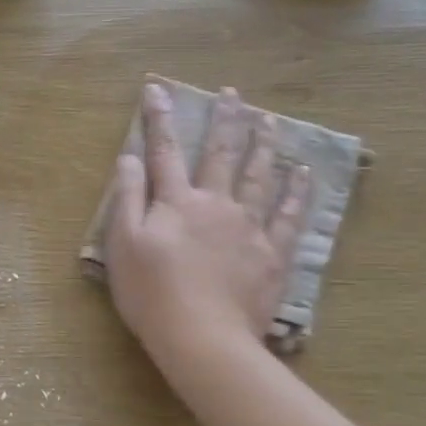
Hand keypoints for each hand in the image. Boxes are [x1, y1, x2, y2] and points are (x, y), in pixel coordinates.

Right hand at [106, 82, 309, 368]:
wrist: (202, 337)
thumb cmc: (151, 293)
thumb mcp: (123, 245)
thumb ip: (127, 198)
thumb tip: (130, 158)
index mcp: (176, 202)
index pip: (165, 151)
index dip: (160, 118)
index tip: (157, 88)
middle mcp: (216, 203)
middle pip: (222, 154)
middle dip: (225, 119)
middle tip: (232, 92)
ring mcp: (249, 227)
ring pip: (260, 176)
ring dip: (264, 144)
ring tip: (270, 120)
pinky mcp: (272, 254)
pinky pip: (288, 215)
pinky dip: (296, 192)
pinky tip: (302, 174)